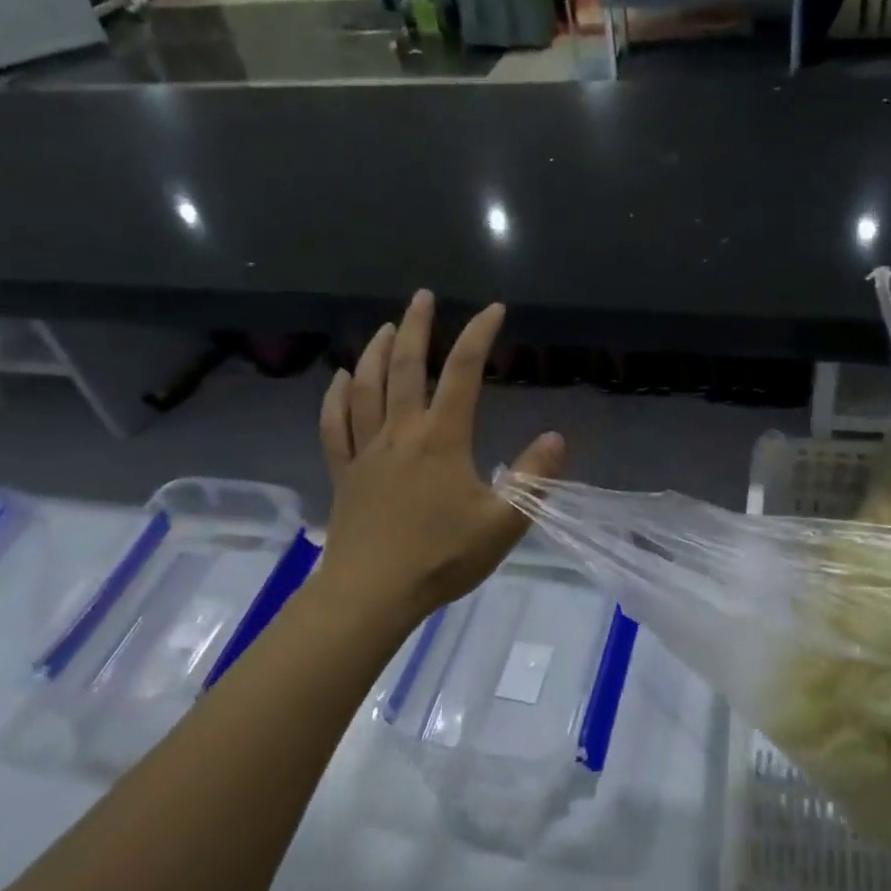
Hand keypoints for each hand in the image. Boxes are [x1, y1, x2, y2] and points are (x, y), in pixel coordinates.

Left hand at [316, 291, 564, 631]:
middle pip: (405, 367)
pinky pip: (334, 425)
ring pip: (366, 388)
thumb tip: (556, 437)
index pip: (463, 373)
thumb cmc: (441, 558)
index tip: (493, 309)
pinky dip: (335, 396)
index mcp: (441, 439)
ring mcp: (366, 451)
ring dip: (375, 352)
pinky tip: (340, 379)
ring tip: (384, 327)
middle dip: (415, 326)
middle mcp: (401, 433)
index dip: (479, 335)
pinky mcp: (344, 473)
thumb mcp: (503, 523)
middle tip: (422, 296)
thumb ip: (534, 479)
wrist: (371, 594)